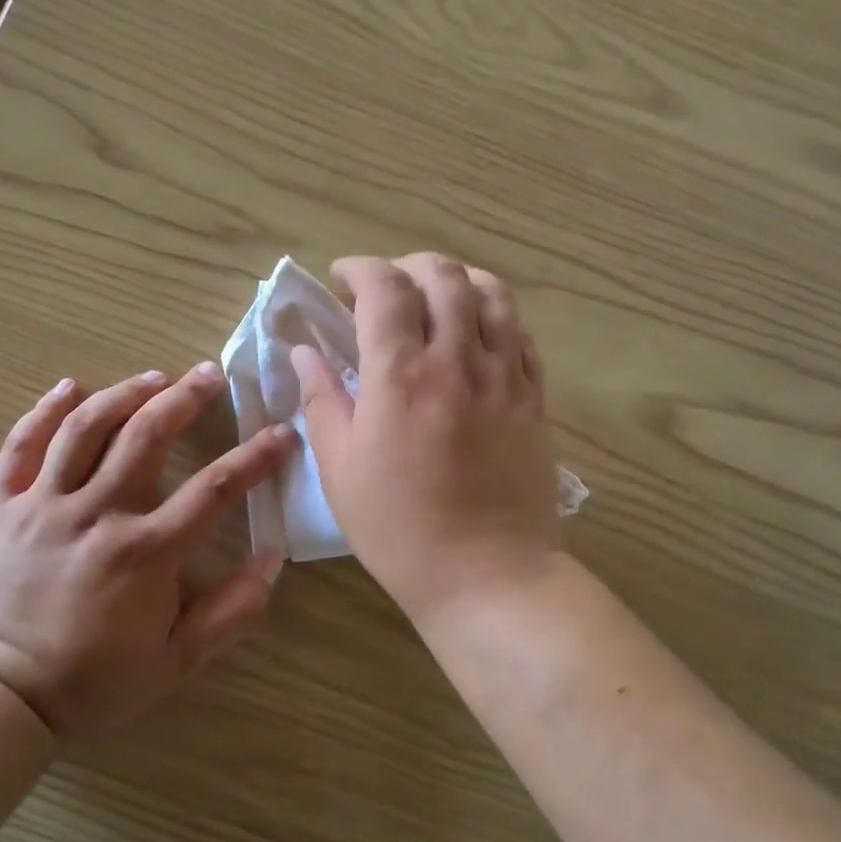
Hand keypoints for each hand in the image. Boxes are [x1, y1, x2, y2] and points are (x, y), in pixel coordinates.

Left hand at [0, 364, 297, 739]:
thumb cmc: (91, 681)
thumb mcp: (176, 660)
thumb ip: (230, 612)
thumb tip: (272, 560)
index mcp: (145, 551)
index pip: (214, 489)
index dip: (255, 457)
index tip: (281, 432)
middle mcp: (98, 513)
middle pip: (147, 436)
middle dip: (185, 398)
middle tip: (209, 373)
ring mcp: (45, 505)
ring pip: (86, 429)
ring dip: (124, 393)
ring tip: (153, 377)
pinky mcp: (3, 508)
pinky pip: (20, 448)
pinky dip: (43, 412)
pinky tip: (68, 388)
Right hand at [293, 254, 562, 626]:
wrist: (488, 575)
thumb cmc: (399, 529)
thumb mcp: (340, 469)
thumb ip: (322, 400)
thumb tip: (306, 353)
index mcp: (400, 376)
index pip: (384, 288)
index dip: (360, 268)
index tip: (342, 277)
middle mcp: (457, 360)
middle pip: (442, 276)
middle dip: (407, 266)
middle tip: (385, 287)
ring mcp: (504, 376)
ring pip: (491, 293)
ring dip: (458, 279)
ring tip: (436, 295)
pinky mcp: (534, 398)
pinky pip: (521, 333)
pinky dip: (495, 314)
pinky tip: (477, 331)